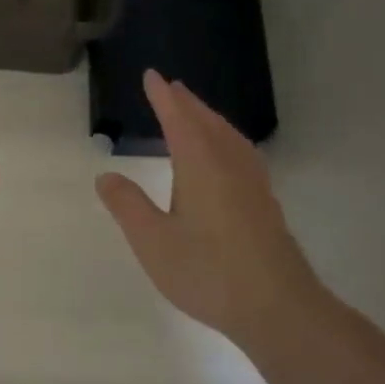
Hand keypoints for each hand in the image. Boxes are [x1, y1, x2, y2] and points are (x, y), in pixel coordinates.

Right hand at [96, 70, 329, 352]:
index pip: (178, 120)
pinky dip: (226, 140)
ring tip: (196, 114)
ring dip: (209, 119)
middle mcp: (230, 165)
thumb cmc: (208, 272)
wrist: (278, 307)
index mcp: (201, 165)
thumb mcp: (153, 241)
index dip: (163, 98)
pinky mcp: (265, 204)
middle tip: (172, 87)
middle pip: (208, 123)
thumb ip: (128, 206)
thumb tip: (106, 176)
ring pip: (229, 138)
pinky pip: (241, 154)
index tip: (152, 76)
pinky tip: (227, 158)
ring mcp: (253, 184)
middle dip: (187, 103)